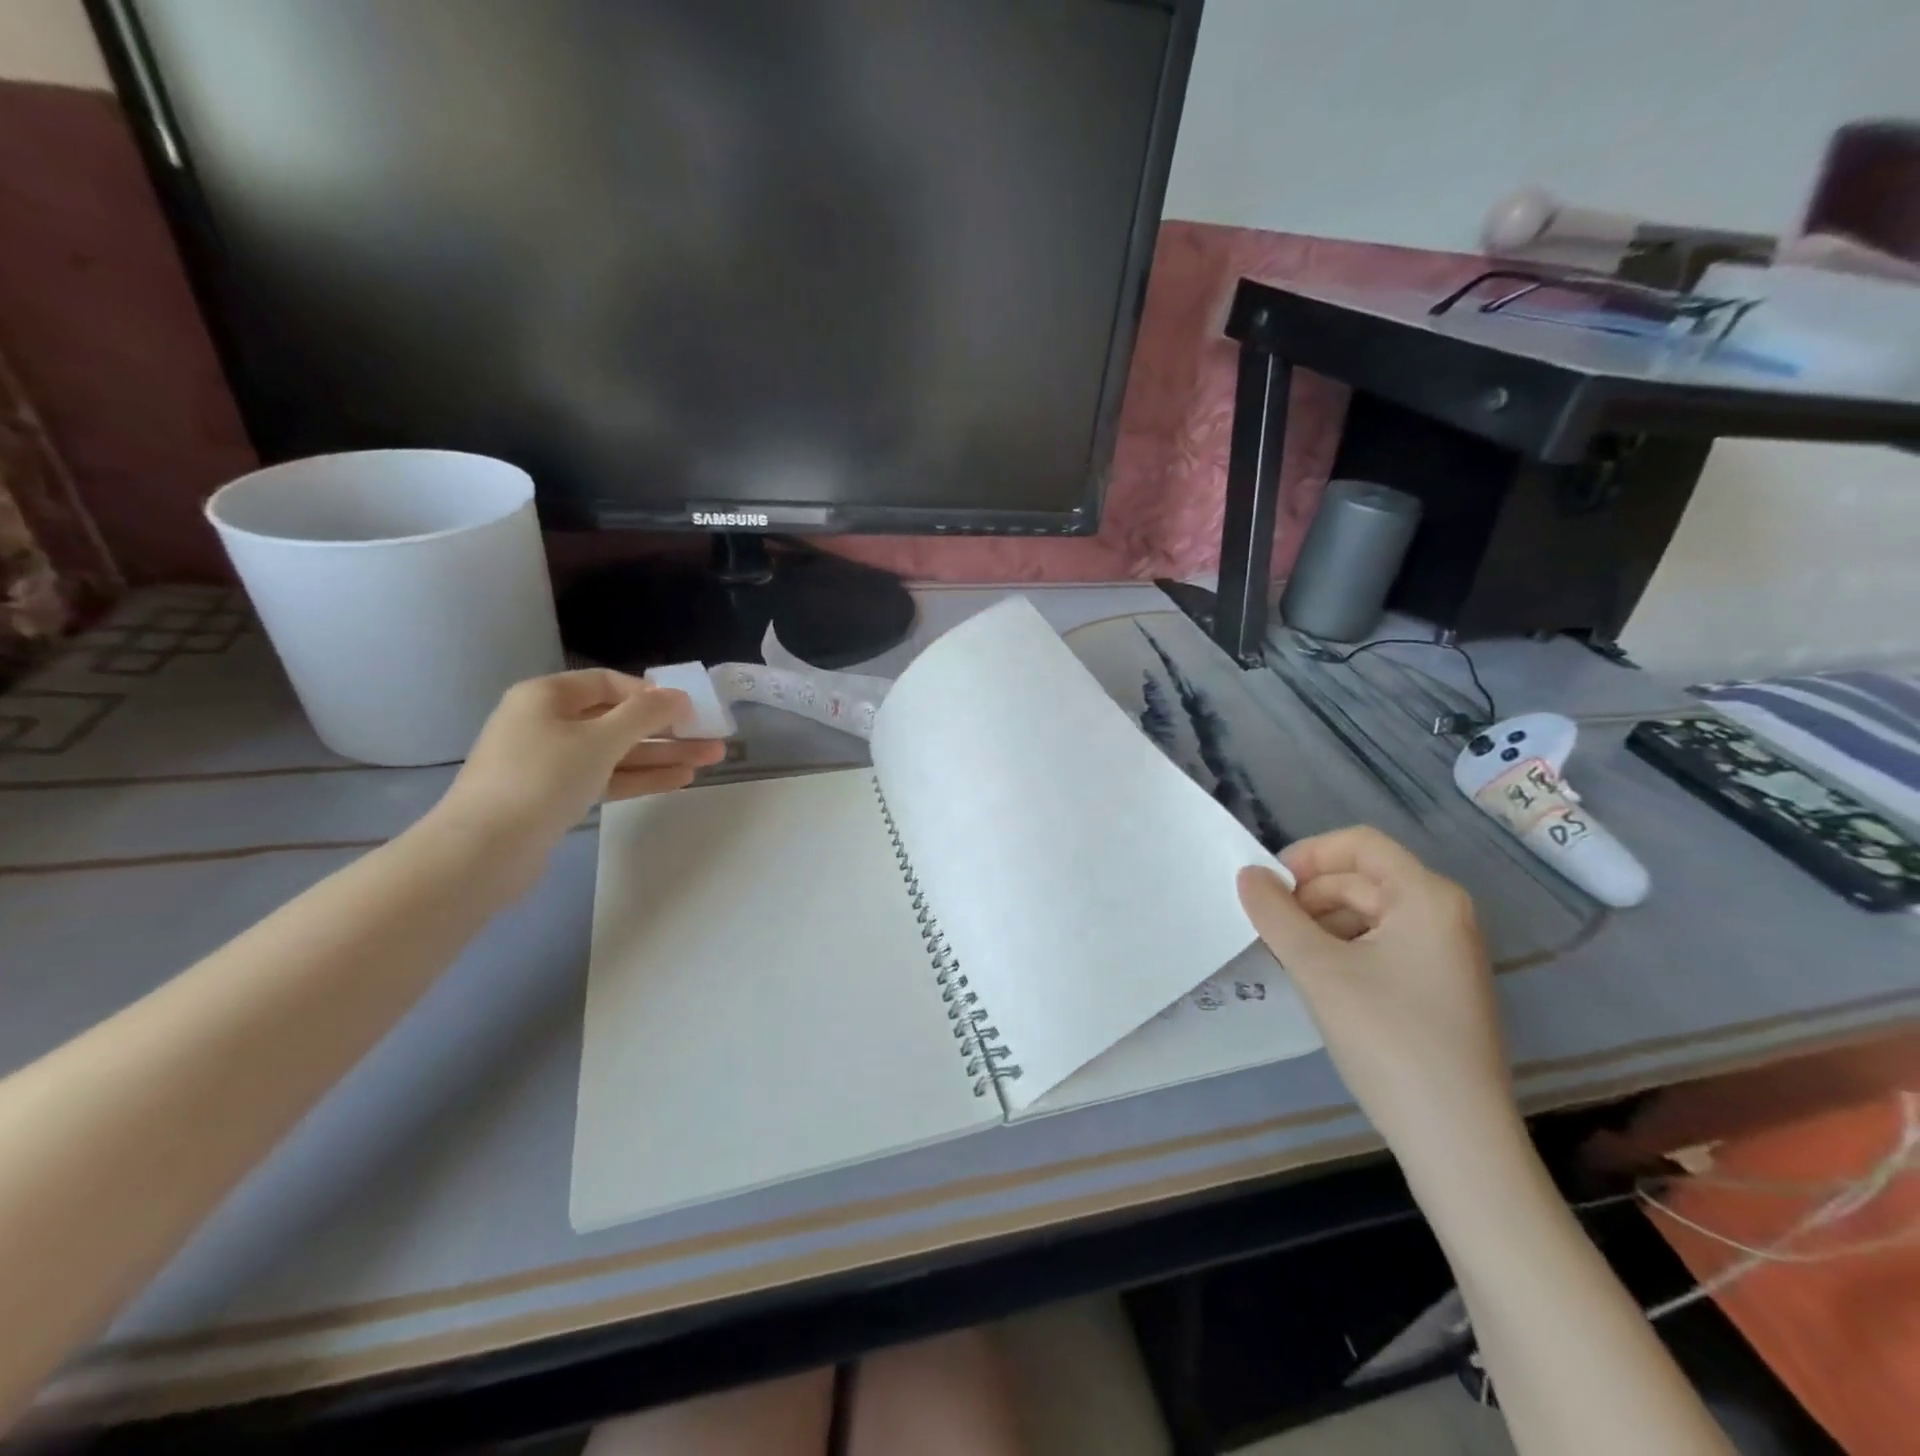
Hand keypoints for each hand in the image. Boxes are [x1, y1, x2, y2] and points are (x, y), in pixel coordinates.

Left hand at [430, 669, 725, 859]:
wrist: (484, 850)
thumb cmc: (542, 777)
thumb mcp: (600, 739)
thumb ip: (644, 714)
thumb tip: (677, 695)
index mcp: (547, 696)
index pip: (608, 682)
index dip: (650, 693)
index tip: (687, 708)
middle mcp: (547, 723)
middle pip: (618, 719)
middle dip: (666, 729)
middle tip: (711, 736)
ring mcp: (551, 762)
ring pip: (617, 752)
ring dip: (662, 755)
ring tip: (710, 760)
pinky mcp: (557, 797)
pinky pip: (608, 778)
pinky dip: (641, 777)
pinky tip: (680, 780)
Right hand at [1237, 827, 1517, 1163]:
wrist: (1456, 1139)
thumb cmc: (1387, 1038)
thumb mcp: (1317, 969)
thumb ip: (1275, 914)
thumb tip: (1247, 874)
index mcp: (1426, 897)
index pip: (1359, 844)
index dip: (1307, 855)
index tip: (1267, 888)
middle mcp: (1444, 914)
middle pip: (1361, 879)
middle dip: (1308, 896)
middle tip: (1267, 929)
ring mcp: (1446, 953)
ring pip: (1368, 913)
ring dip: (1320, 924)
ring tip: (1285, 956)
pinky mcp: (1439, 987)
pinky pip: (1381, 944)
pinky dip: (1343, 949)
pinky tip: (1317, 979)